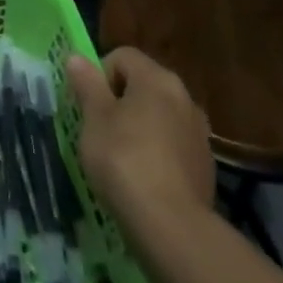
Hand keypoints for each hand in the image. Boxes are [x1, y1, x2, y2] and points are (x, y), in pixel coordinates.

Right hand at [65, 47, 215, 229]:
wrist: (171, 225)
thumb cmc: (124, 160)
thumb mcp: (94, 119)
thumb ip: (87, 84)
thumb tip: (77, 57)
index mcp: (157, 79)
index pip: (122, 56)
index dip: (99, 74)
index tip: (89, 106)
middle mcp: (184, 97)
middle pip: (143, 84)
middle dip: (119, 101)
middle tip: (99, 130)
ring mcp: (199, 132)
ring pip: (159, 116)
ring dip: (139, 126)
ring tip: (120, 157)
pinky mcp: (205, 164)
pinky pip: (173, 144)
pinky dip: (157, 152)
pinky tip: (143, 178)